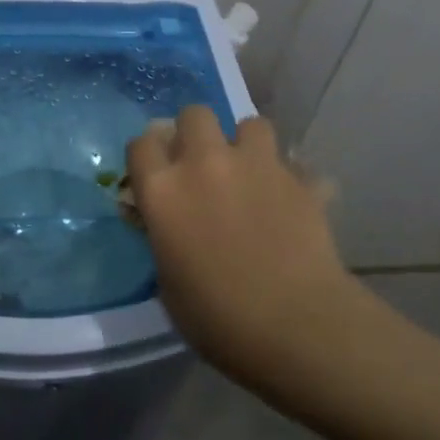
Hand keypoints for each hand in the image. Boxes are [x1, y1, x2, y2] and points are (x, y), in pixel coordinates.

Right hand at [126, 107, 364, 386]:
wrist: (295, 325)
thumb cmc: (217, 317)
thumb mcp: (168, 283)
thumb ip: (162, 238)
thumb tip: (163, 224)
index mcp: (163, 190)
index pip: (141, 144)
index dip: (148, 156)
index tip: (154, 174)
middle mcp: (204, 164)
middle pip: (194, 114)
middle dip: (196, 133)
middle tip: (203, 165)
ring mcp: (256, 166)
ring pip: (249, 124)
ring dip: (246, 144)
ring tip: (251, 173)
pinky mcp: (299, 180)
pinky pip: (292, 163)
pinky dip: (289, 176)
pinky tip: (290, 200)